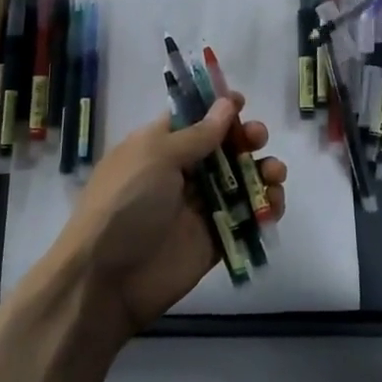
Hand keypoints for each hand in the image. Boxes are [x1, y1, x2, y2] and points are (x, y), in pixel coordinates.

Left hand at [46, 94, 285, 342]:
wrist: (107, 279)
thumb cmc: (126, 204)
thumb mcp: (156, 156)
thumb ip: (197, 134)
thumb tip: (227, 105)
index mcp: (160, 147)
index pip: (193, 119)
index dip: (217, 109)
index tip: (242, 102)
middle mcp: (181, 173)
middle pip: (224, 148)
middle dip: (247, 139)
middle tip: (257, 139)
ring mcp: (200, 207)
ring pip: (241, 182)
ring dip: (263, 171)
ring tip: (274, 175)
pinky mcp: (216, 238)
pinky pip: (247, 219)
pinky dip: (266, 209)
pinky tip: (274, 204)